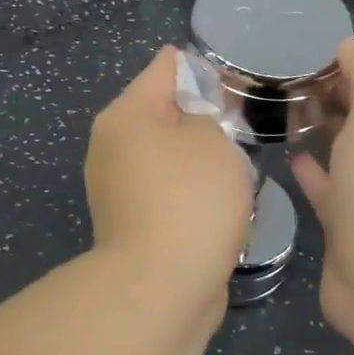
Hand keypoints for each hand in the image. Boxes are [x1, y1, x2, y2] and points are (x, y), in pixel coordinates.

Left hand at [85, 46, 255, 312]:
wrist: (161, 288)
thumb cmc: (190, 200)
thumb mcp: (212, 140)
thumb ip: (206, 112)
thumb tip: (191, 112)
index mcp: (126, 114)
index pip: (165, 67)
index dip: (202, 67)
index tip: (235, 83)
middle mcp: (112, 144)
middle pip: (163, 112)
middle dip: (202, 117)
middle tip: (241, 129)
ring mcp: (116, 185)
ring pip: (167, 154)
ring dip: (199, 159)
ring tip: (236, 170)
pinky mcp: (129, 220)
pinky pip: (166, 190)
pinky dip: (190, 192)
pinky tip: (218, 205)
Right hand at [291, 36, 353, 351]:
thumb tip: (351, 46)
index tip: (322, 42)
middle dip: (342, 86)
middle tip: (295, 72)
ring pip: (351, 147)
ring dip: (327, 124)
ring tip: (289, 106)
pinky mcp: (351, 225)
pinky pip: (330, 187)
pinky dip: (314, 168)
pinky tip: (290, 156)